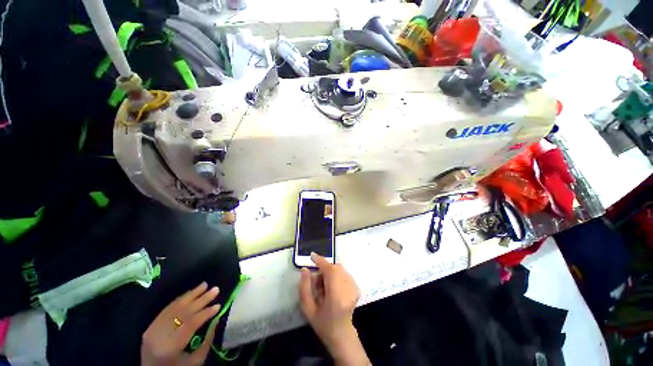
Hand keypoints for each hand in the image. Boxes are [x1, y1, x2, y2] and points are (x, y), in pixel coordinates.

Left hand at [141, 282, 220, 365]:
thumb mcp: (195, 362)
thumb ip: (207, 341)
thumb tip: (216, 319)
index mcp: (170, 347)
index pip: (190, 324)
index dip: (205, 313)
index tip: (218, 305)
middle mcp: (159, 335)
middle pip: (183, 313)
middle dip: (201, 300)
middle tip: (216, 289)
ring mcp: (152, 329)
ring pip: (174, 307)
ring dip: (192, 294)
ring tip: (205, 284)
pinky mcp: (150, 325)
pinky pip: (167, 309)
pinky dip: (180, 299)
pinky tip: (191, 292)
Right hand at [299, 253, 369, 364]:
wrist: (342, 335)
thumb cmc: (323, 324)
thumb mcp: (308, 309)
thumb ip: (304, 288)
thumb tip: (305, 269)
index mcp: (336, 296)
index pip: (329, 271)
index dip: (321, 261)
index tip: (312, 256)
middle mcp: (348, 289)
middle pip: (335, 268)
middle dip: (324, 270)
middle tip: (317, 284)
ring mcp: (355, 287)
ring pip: (339, 269)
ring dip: (330, 273)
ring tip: (325, 288)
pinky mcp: (357, 287)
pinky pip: (344, 273)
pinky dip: (336, 275)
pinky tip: (333, 288)